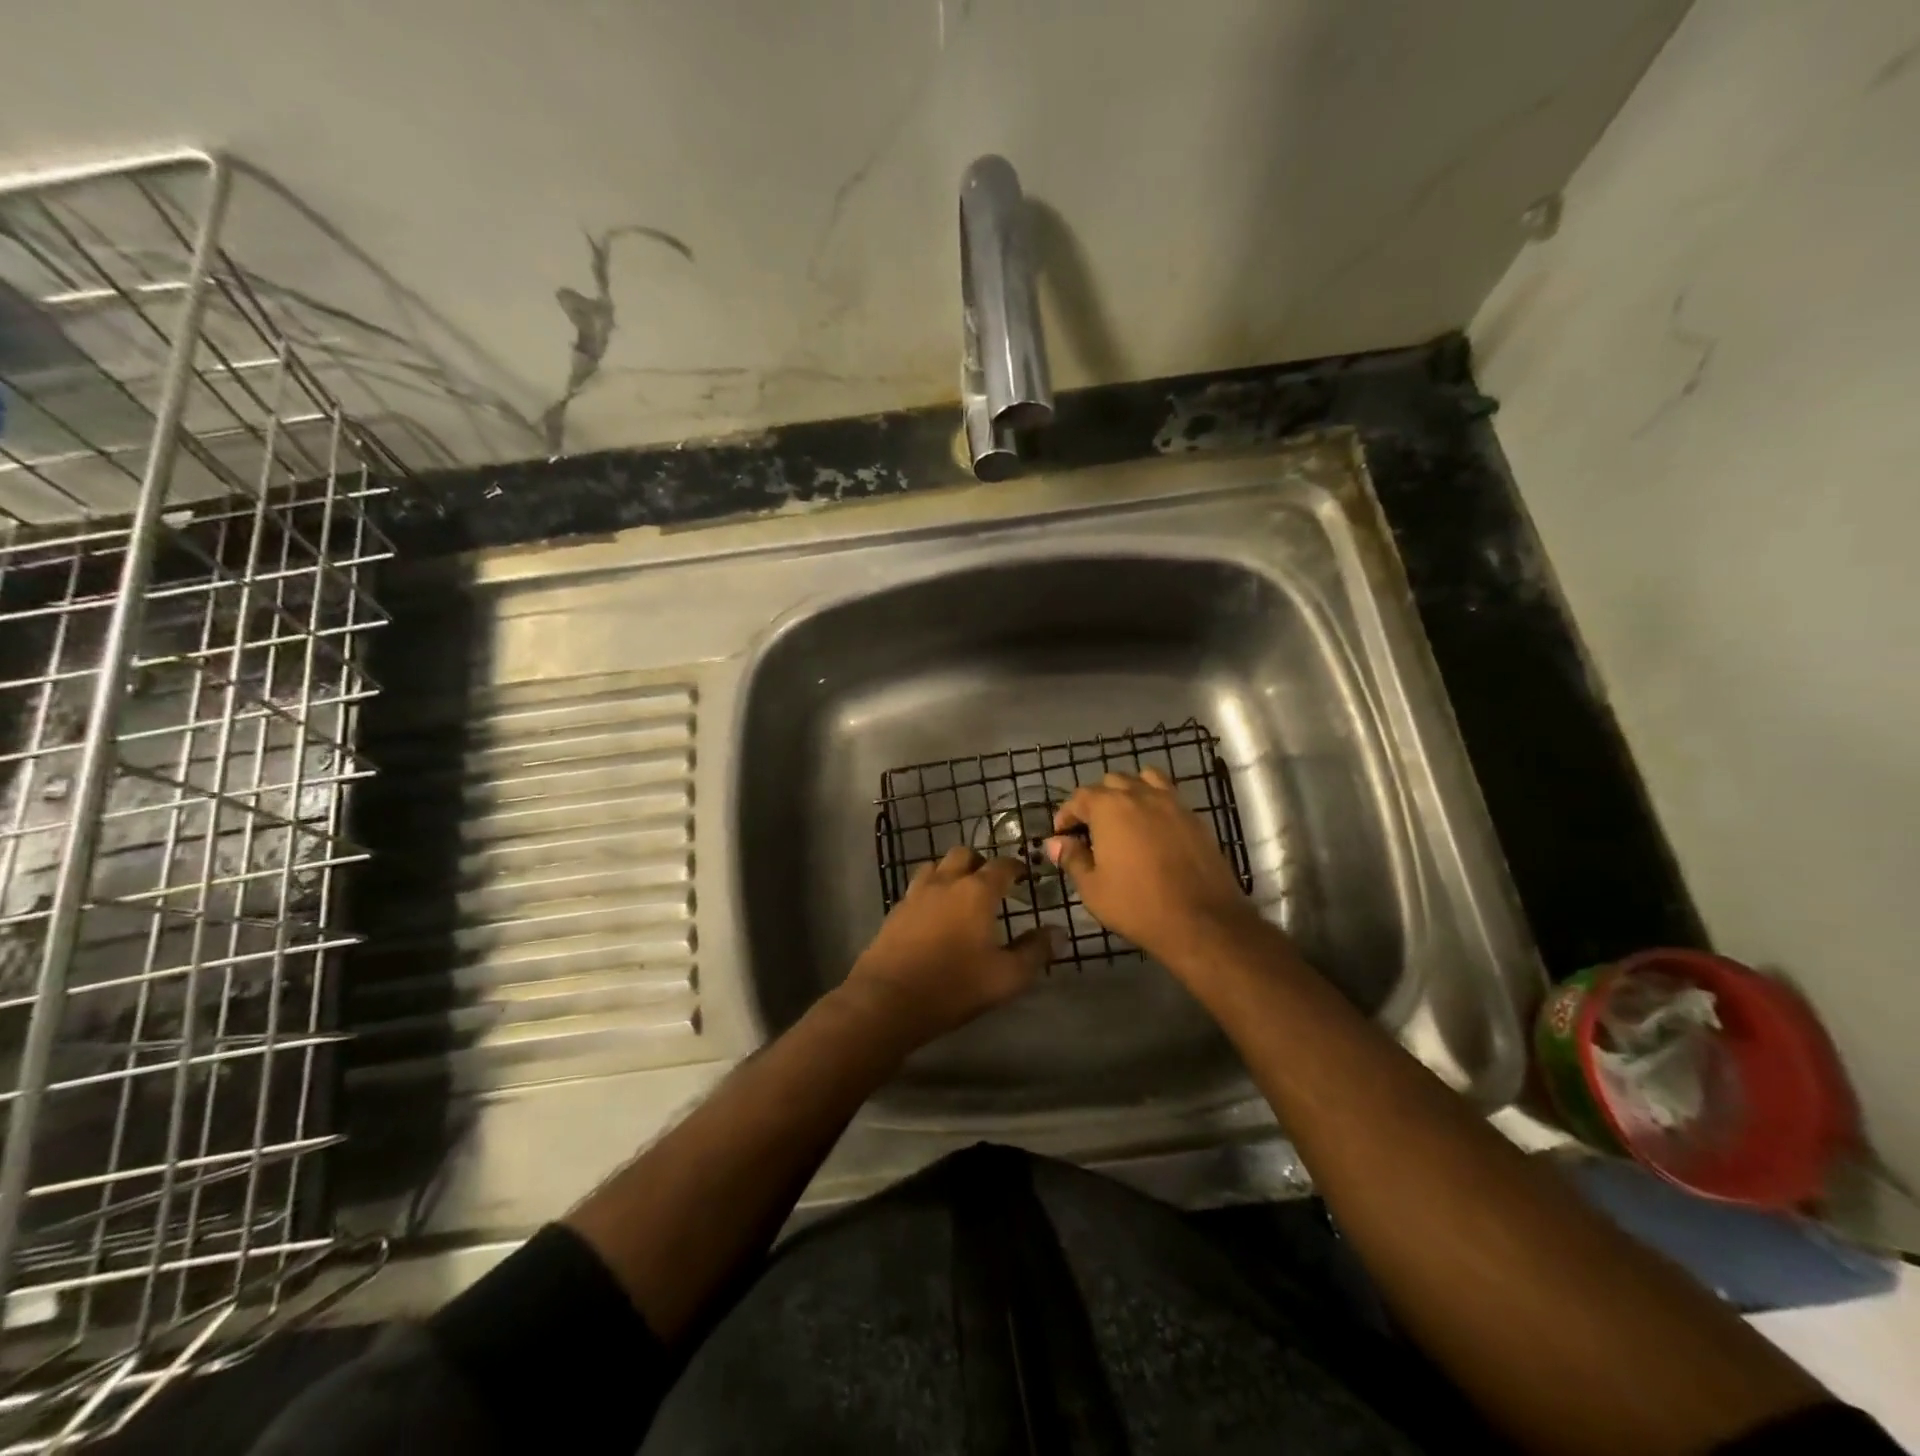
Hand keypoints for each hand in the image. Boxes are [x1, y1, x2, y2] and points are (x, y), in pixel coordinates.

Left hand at [841, 846, 1055, 1048]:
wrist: (887, 1000)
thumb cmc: (954, 985)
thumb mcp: (1007, 977)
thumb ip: (1035, 951)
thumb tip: (1058, 931)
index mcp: (976, 891)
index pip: (1002, 865)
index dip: (1017, 867)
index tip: (1026, 875)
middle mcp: (945, 882)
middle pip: (964, 855)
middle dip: (981, 863)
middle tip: (992, 883)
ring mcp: (915, 894)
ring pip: (935, 866)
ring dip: (951, 872)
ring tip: (960, 894)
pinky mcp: (895, 912)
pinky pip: (917, 888)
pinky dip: (930, 892)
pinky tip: (934, 915)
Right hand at [1046, 768, 1263, 973]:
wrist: (1201, 920)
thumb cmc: (1137, 904)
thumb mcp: (1093, 888)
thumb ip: (1072, 858)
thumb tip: (1056, 842)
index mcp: (1109, 807)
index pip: (1079, 797)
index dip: (1066, 815)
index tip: (1062, 837)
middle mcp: (1140, 795)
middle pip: (1111, 782)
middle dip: (1096, 801)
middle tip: (1091, 830)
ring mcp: (1172, 803)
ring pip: (1144, 780)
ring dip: (1129, 793)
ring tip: (1125, 820)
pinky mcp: (1195, 818)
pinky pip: (1169, 797)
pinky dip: (1155, 804)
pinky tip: (1153, 831)